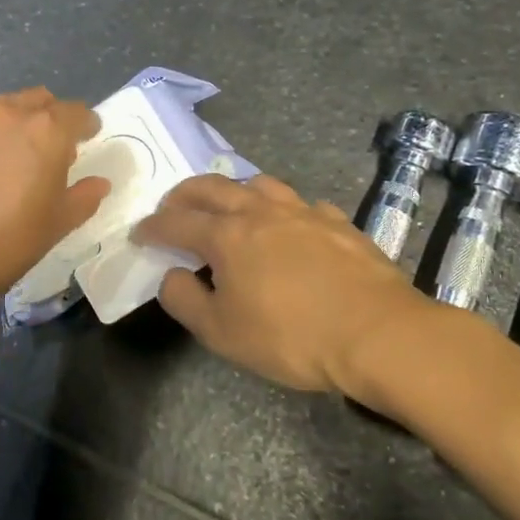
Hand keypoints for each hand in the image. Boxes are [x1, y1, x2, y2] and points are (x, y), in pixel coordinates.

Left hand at [0, 87, 107, 311]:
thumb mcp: (59, 222)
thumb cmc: (11, 240)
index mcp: (46, 130)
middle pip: (39, 100)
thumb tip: (98, 183)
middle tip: (52, 147)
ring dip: (16, 122)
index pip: (76, 112)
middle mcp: (8, 114)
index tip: (88, 137)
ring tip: (14, 154)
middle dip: (51, 117)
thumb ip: (84, 196)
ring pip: (3, 107)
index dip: (86, 124)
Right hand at [133, 174, 417, 392]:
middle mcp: (260, 211)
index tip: (140, 234)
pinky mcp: (337, 222)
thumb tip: (173, 275)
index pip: (177, 222)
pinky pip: (302, 204)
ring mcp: (303, 211)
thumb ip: (186, 301)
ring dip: (234, 190)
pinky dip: (284, 210)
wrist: (379, 333)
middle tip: (173, 205)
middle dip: (185, 194)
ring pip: (259, 184)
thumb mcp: (223, 333)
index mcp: (227, 235)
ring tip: (230, 205)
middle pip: (213, 188)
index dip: (154, 227)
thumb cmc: (292, 336)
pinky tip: (291, 226)